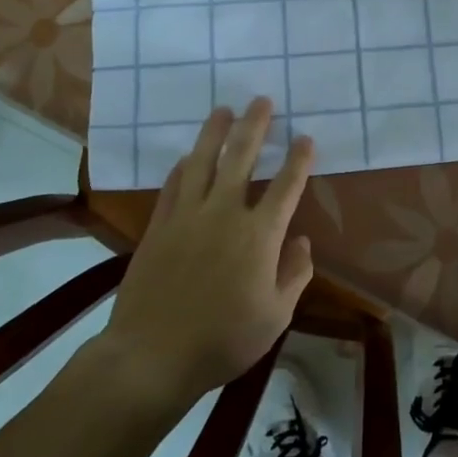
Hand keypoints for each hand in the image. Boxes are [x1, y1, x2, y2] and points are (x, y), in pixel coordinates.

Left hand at [101, 99, 314, 406]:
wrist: (152, 356)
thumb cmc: (223, 340)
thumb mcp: (275, 316)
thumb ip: (294, 274)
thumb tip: (301, 241)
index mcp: (259, 235)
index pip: (286, 185)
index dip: (298, 159)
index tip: (305, 138)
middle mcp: (224, 213)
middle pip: (241, 157)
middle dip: (254, 125)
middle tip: (261, 100)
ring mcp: (187, 216)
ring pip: (203, 162)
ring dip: (214, 132)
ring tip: (223, 110)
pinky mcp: (159, 227)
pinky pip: (172, 186)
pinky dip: (182, 167)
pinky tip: (187, 156)